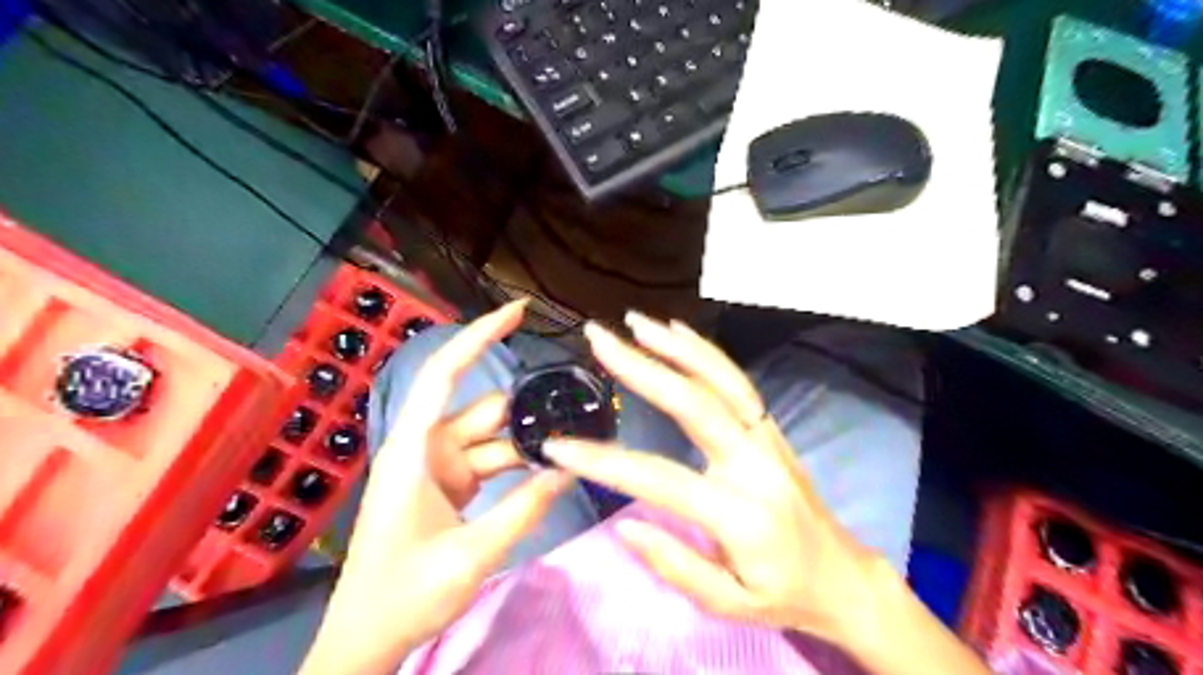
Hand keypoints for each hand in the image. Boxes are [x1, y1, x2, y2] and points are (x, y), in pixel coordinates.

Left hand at [301, 300, 572, 674]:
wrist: (368, 639)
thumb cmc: (403, 595)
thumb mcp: (470, 554)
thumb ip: (523, 509)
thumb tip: (570, 469)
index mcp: (415, 449)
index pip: (445, 375)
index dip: (479, 337)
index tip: (518, 311)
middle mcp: (426, 447)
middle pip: (485, 411)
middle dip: (529, 412)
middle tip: (581, 408)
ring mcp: (439, 467)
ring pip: (493, 439)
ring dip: (529, 444)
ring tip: (575, 447)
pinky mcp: (449, 485)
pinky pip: (491, 462)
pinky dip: (519, 465)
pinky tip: (551, 470)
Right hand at [545, 313, 890, 651]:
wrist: (844, 577)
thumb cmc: (782, 595)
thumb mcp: (727, 604)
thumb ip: (675, 565)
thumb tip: (625, 526)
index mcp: (740, 514)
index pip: (659, 479)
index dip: (604, 461)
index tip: (558, 446)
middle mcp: (755, 463)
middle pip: (694, 403)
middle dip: (641, 367)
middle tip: (599, 339)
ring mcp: (767, 438)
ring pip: (721, 379)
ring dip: (675, 346)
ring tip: (635, 322)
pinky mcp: (770, 428)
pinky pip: (736, 381)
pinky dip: (705, 352)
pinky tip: (678, 333)